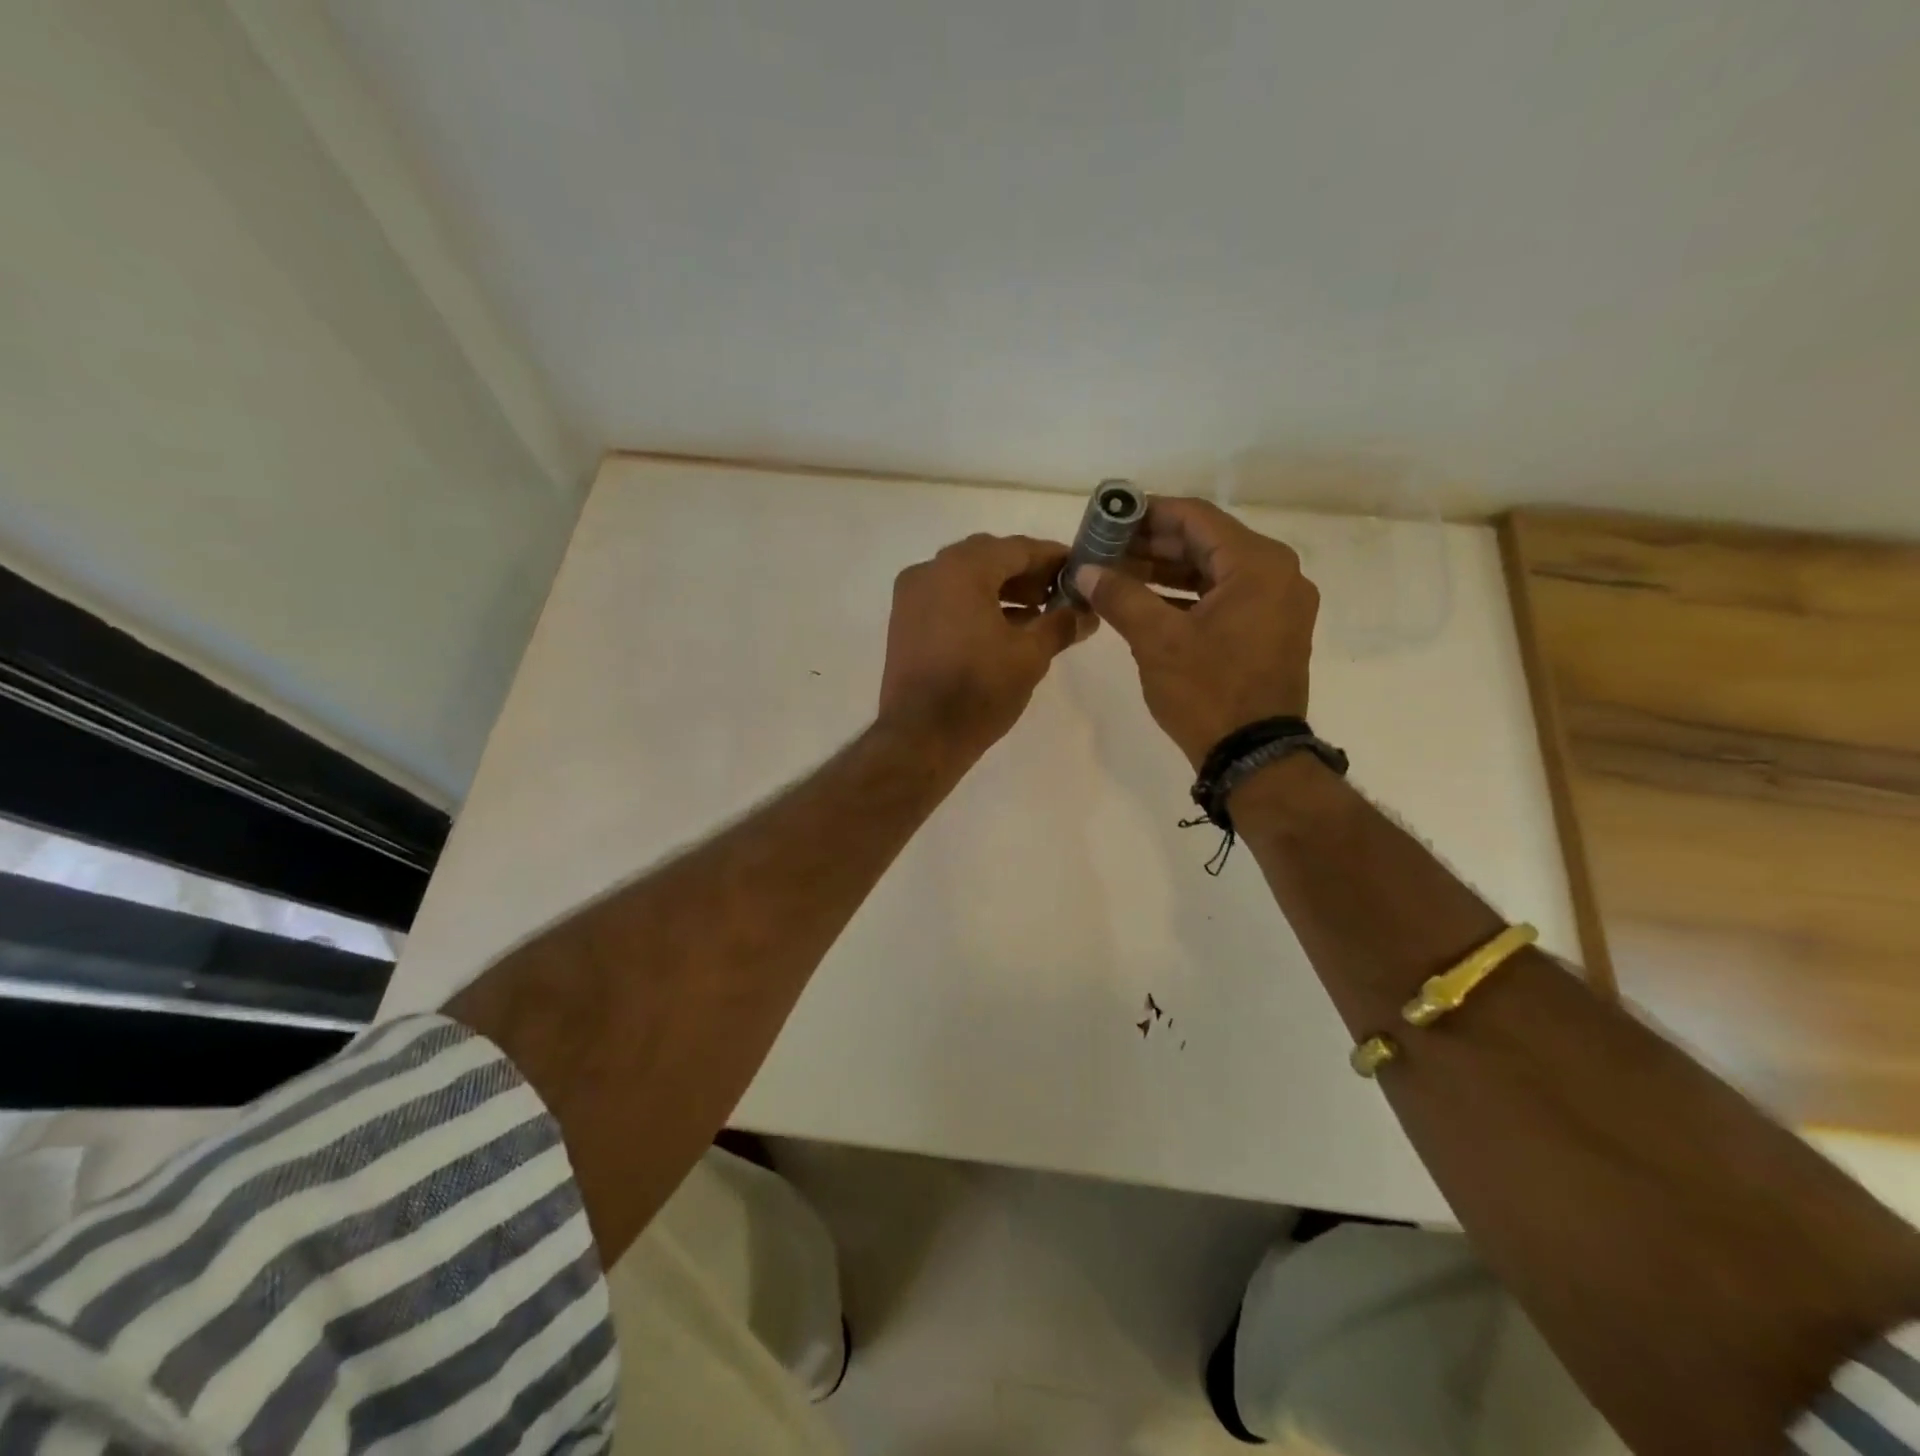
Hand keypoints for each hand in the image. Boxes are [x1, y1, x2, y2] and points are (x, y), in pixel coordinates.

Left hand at [879, 533, 1097, 762]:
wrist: (920, 738)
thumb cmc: (979, 690)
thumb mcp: (1030, 656)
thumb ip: (1061, 624)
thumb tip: (1086, 613)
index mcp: (961, 569)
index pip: (1017, 548)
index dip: (1052, 558)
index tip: (1080, 569)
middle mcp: (929, 571)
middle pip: (988, 558)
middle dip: (1027, 573)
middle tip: (1060, 593)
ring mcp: (911, 597)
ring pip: (966, 579)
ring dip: (1003, 590)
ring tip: (1039, 614)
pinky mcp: (904, 623)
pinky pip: (947, 599)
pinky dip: (977, 605)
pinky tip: (1006, 629)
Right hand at [1074, 498, 1317, 767]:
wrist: (1254, 757)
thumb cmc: (1208, 692)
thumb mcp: (1156, 640)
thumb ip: (1119, 596)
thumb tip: (1084, 570)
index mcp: (1258, 564)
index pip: (1195, 518)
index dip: (1146, 513)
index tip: (1107, 518)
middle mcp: (1277, 574)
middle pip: (1205, 542)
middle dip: (1151, 544)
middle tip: (1104, 548)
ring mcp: (1277, 604)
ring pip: (1213, 571)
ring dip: (1165, 571)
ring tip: (1115, 573)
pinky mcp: (1270, 630)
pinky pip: (1223, 597)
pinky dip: (1185, 596)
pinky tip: (1145, 601)